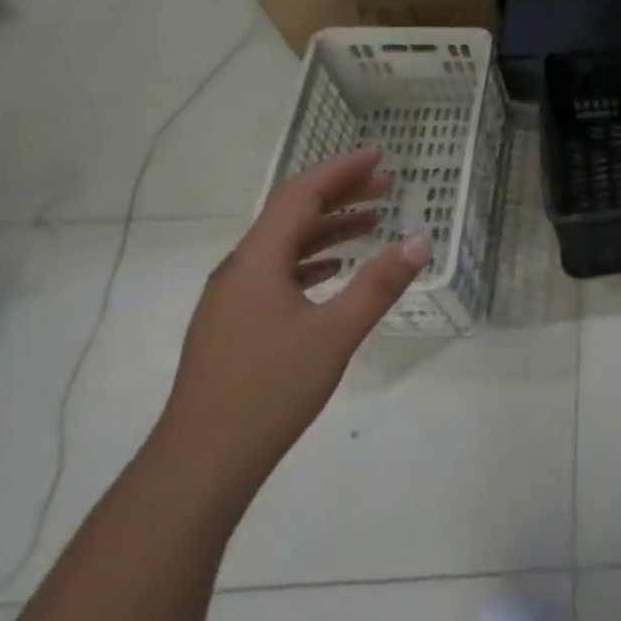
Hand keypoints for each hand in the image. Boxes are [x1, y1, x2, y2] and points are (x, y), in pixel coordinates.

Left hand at [153, 150, 431, 496]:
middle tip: (387, 186)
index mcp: (257, 261)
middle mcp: (239, 269)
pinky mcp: (234, 325)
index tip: (380, 155)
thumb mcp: (335, 333)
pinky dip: (312, 259)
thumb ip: (380, 283)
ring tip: (372, 222)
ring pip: (285, 244)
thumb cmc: (268, 391)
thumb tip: (421, 239)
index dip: (341, 170)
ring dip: (328, 227)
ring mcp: (232, 299)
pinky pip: (277, 272)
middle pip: (291, 214)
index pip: (301, 195)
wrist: (199, 465)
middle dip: (340, 194)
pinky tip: (334, 270)